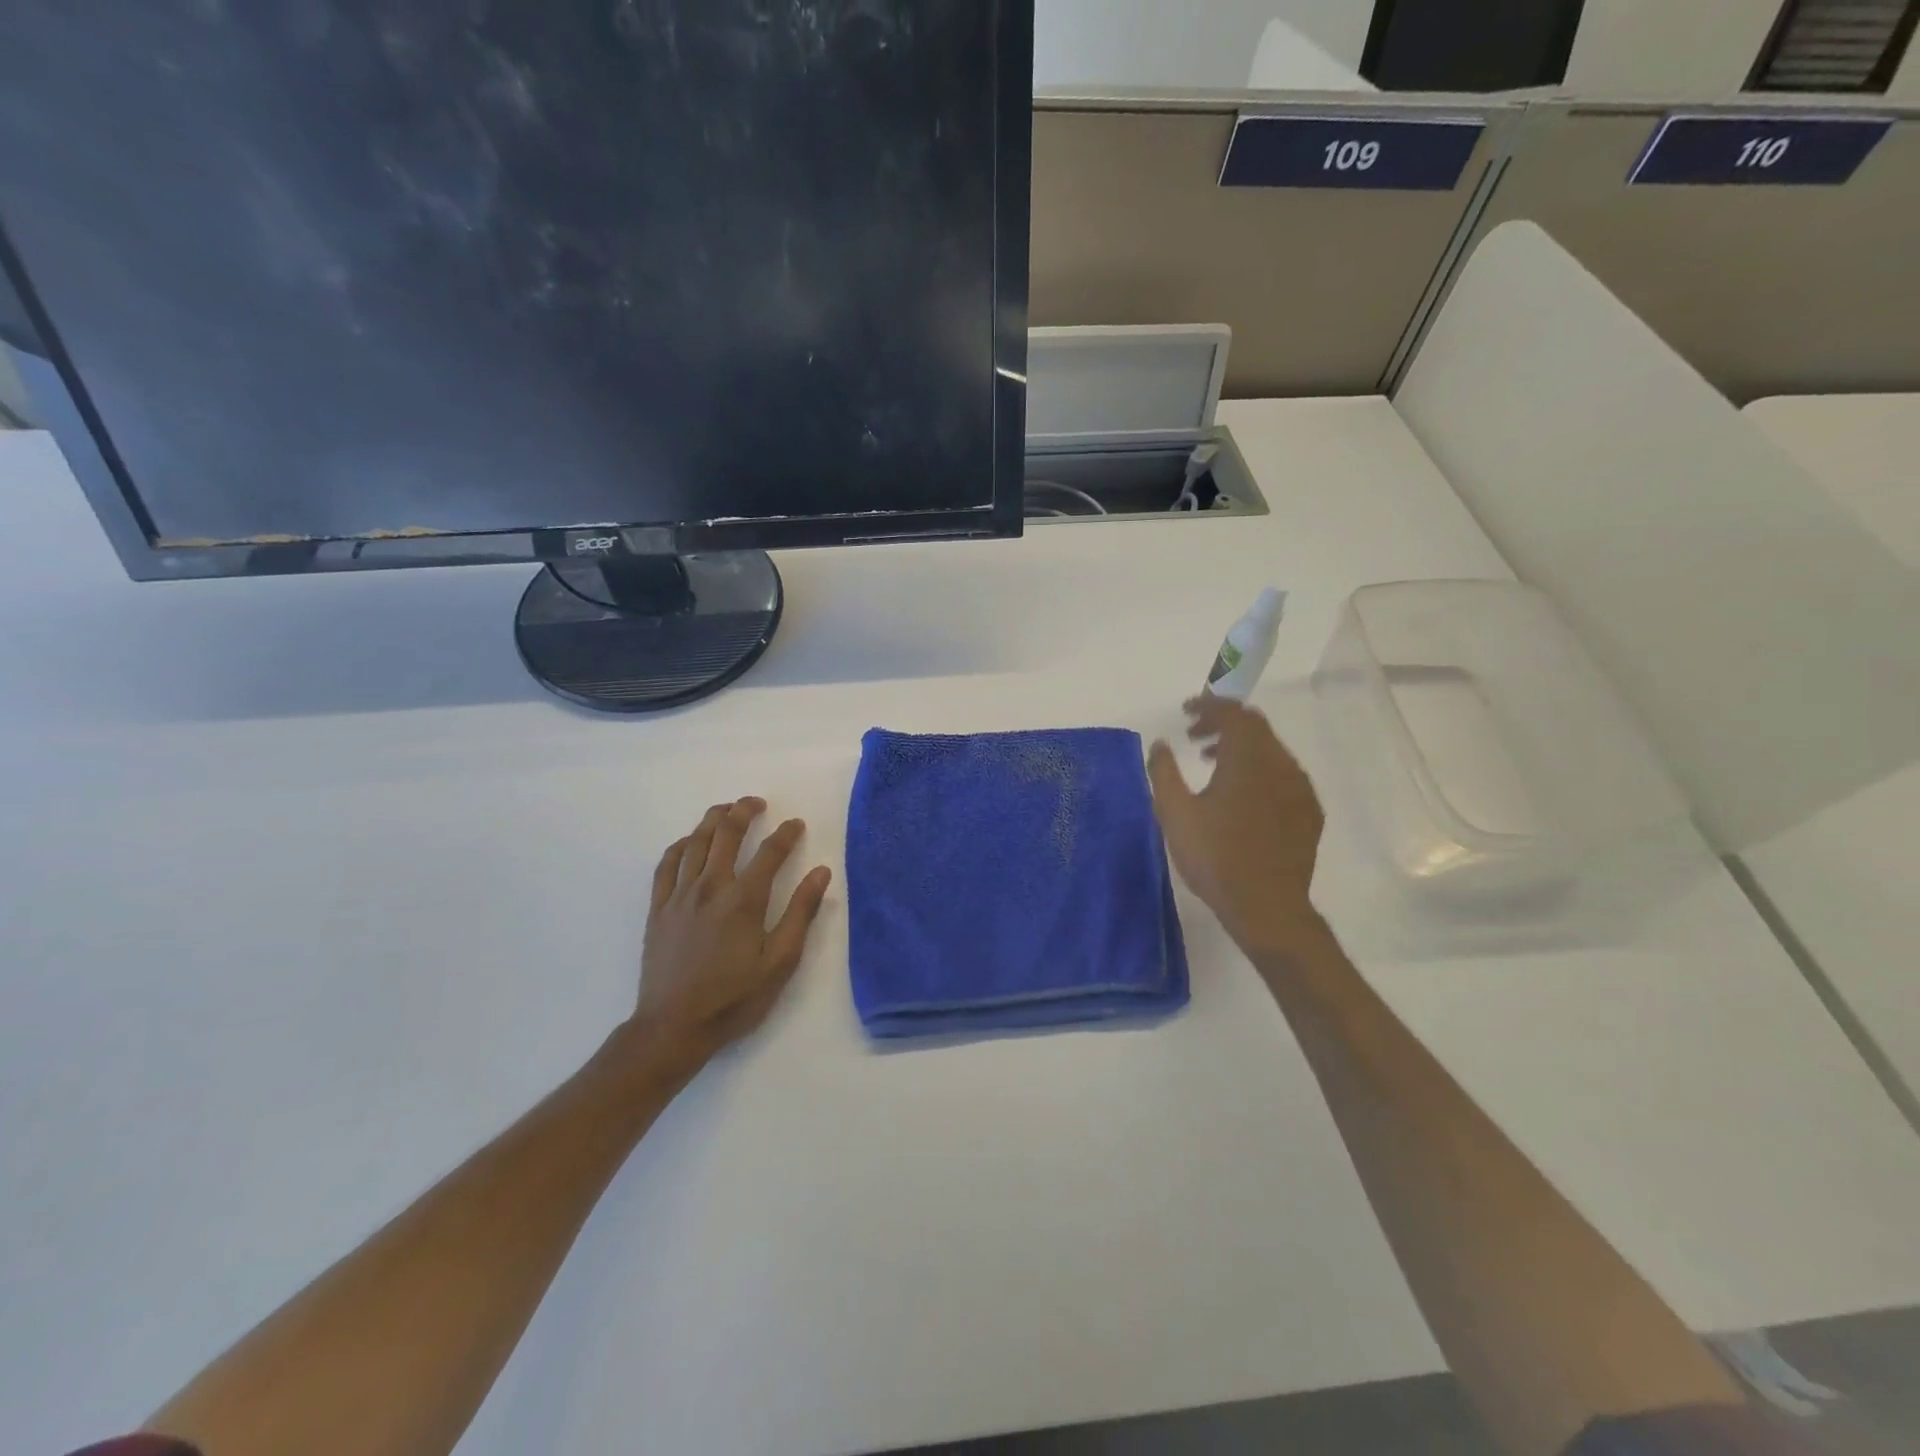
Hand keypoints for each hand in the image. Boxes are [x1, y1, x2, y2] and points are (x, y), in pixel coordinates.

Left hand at [629, 798, 832, 1067]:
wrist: (673, 1027)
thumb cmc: (733, 998)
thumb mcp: (779, 962)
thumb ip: (801, 913)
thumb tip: (821, 872)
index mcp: (743, 900)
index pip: (770, 852)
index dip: (786, 834)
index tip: (796, 824)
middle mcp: (710, 887)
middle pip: (726, 834)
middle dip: (744, 811)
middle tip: (757, 803)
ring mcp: (679, 895)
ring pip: (695, 842)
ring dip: (712, 820)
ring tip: (726, 810)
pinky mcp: (658, 908)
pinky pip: (666, 865)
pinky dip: (680, 846)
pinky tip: (688, 842)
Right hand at [1148, 696, 1326, 956]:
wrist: (1267, 907)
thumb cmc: (1215, 857)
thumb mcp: (1175, 813)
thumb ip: (1164, 772)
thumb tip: (1160, 744)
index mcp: (1249, 758)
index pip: (1233, 713)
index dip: (1208, 705)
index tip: (1185, 712)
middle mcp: (1281, 764)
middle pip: (1255, 727)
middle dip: (1222, 724)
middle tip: (1193, 737)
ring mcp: (1300, 789)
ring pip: (1271, 751)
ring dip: (1241, 748)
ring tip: (1212, 766)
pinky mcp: (1309, 812)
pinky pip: (1284, 775)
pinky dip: (1260, 771)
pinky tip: (1242, 797)